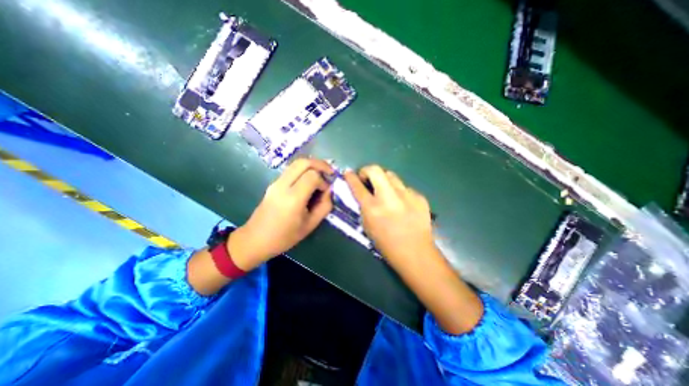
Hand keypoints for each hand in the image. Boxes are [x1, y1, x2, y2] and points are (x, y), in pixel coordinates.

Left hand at [228, 159, 333, 269]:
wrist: (255, 239)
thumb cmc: (284, 237)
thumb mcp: (310, 225)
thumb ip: (324, 206)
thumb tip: (329, 191)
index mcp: (293, 198)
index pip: (312, 176)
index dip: (323, 181)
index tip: (326, 191)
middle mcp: (283, 185)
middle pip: (303, 162)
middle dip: (320, 164)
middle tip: (330, 172)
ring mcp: (276, 182)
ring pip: (296, 163)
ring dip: (312, 165)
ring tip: (322, 174)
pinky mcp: (273, 183)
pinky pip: (292, 169)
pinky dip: (304, 169)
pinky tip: (310, 180)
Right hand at [345, 165, 434, 263]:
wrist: (416, 253)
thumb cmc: (386, 244)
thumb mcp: (367, 226)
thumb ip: (363, 206)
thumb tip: (362, 192)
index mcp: (373, 208)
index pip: (357, 185)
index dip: (351, 177)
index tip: (348, 173)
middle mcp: (389, 197)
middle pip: (375, 170)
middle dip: (367, 170)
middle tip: (366, 178)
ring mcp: (406, 195)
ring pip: (391, 175)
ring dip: (383, 179)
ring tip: (385, 190)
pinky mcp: (419, 197)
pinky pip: (404, 187)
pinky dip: (399, 192)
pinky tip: (402, 203)